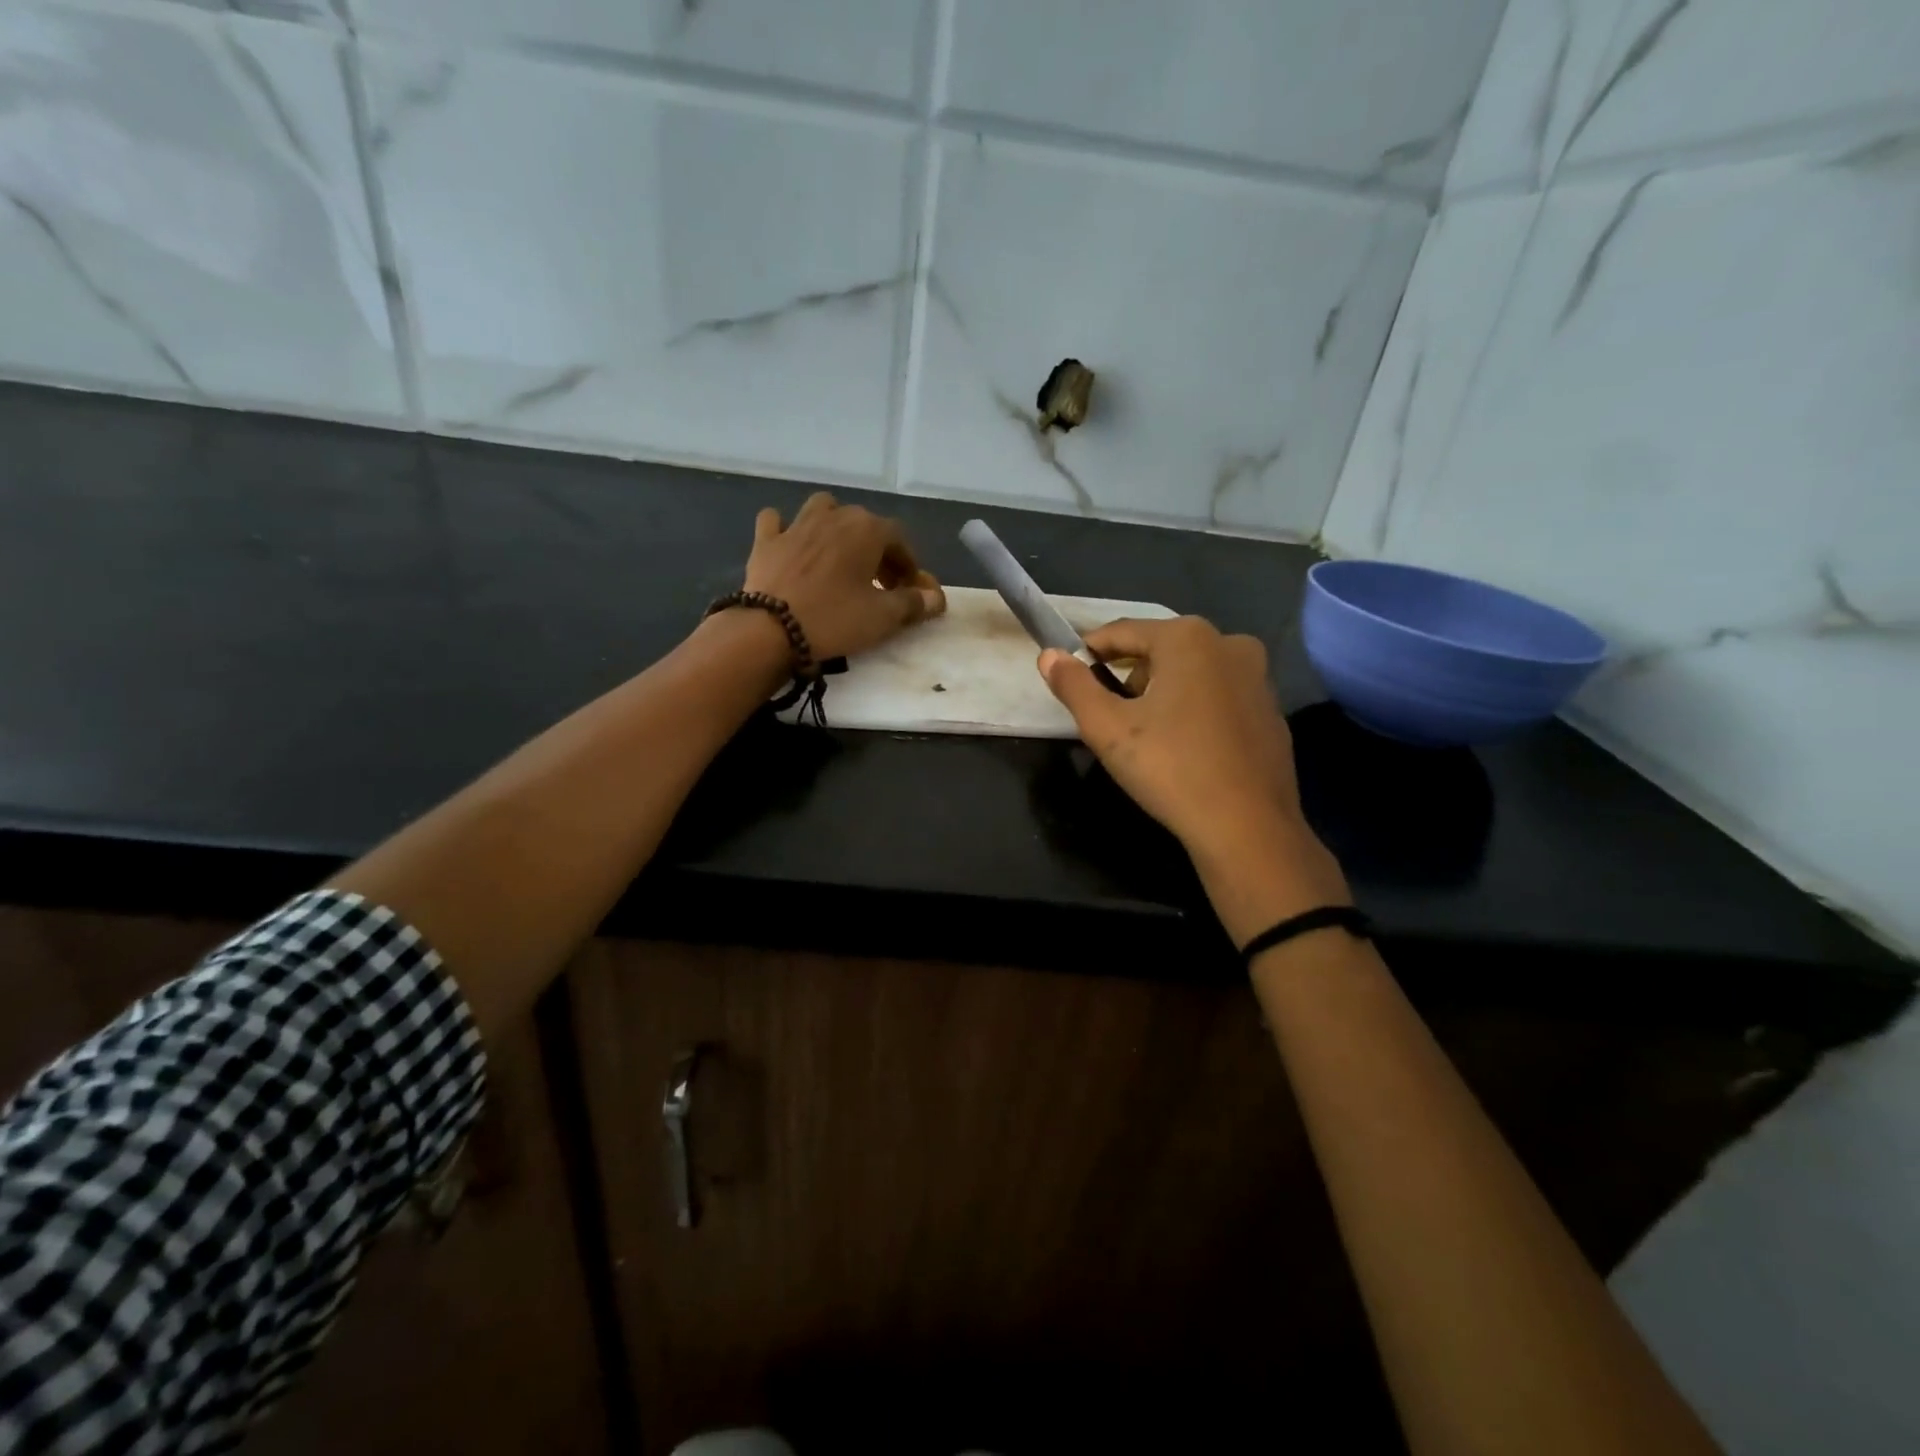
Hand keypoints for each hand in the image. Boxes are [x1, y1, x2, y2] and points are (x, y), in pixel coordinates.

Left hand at [742, 493, 945, 660]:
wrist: (771, 628)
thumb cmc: (835, 619)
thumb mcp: (883, 617)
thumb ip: (914, 604)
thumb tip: (936, 598)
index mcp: (867, 529)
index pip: (899, 540)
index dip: (908, 565)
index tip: (908, 591)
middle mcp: (834, 516)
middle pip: (865, 525)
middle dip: (877, 550)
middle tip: (880, 584)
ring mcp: (796, 524)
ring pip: (823, 509)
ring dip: (835, 526)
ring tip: (839, 555)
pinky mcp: (766, 540)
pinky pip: (777, 521)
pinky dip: (786, 529)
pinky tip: (791, 545)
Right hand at [1039, 616, 1348, 938]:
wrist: (1248, 827)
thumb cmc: (1171, 769)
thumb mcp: (1107, 728)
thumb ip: (1073, 686)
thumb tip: (1049, 656)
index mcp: (1188, 638)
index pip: (1122, 632)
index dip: (1090, 652)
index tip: (1070, 675)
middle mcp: (1229, 643)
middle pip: (1159, 649)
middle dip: (1129, 676)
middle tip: (1108, 715)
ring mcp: (1258, 676)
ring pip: (1192, 672)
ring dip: (1162, 692)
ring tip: (1145, 735)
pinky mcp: (1272, 710)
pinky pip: (1219, 696)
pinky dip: (1195, 709)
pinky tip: (1185, 748)